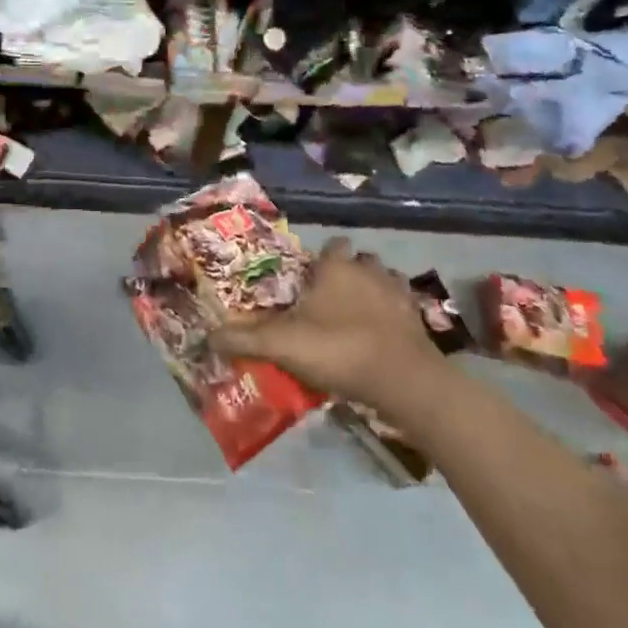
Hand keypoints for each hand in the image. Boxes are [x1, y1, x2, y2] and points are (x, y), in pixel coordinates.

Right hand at [211, 238, 446, 408]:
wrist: (403, 381)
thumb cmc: (338, 349)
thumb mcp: (281, 345)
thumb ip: (243, 339)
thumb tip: (206, 337)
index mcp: (336, 267)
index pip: (331, 246)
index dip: (320, 259)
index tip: (308, 278)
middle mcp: (369, 270)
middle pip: (360, 260)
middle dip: (349, 272)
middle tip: (331, 298)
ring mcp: (399, 293)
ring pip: (384, 280)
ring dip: (374, 291)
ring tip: (358, 315)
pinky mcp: (420, 319)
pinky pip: (405, 307)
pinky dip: (395, 316)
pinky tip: (383, 335)